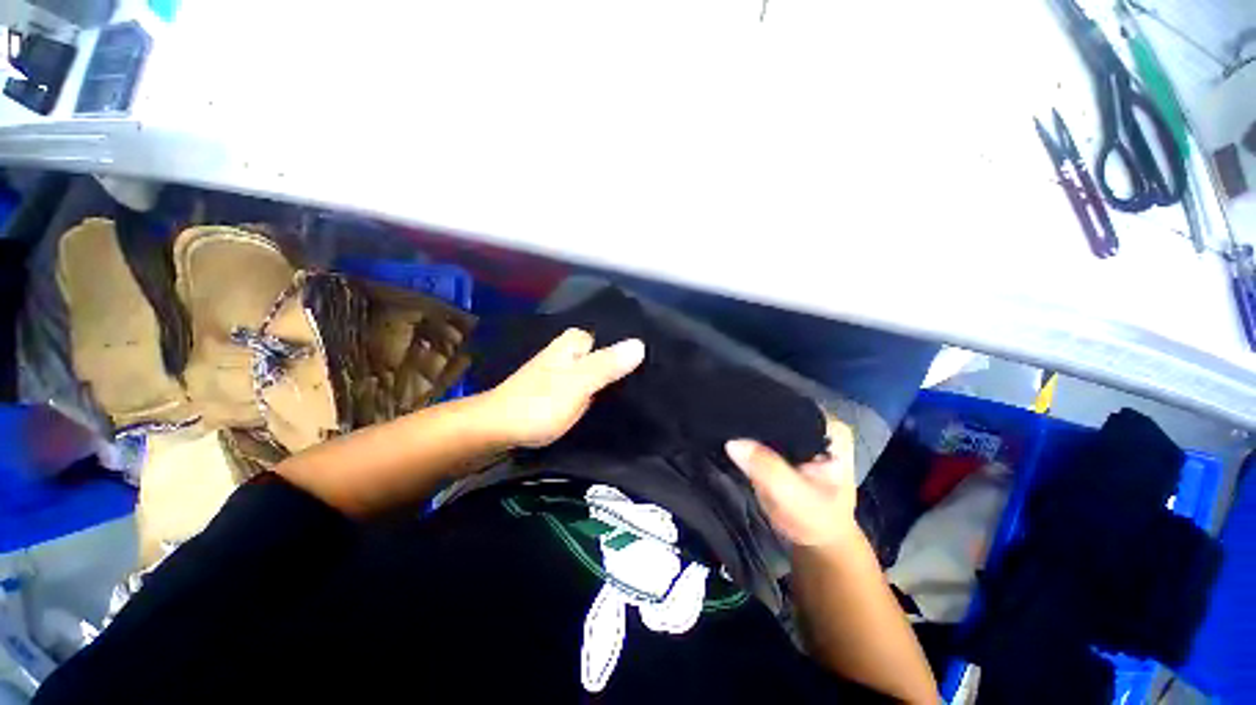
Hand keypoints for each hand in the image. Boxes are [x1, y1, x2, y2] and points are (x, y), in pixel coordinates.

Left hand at [482, 328, 644, 447]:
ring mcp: (563, 372)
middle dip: (623, 364)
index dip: (630, 348)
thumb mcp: (578, 383)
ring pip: (596, 369)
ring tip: (638, 389)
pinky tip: (611, 401)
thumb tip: (640, 343)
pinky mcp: (558, 390)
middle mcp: (568, 352)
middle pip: (604, 353)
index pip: (610, 336)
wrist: (497, 430)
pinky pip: (587, 384)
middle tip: (649, 379)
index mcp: (573, 343)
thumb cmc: (538, 403)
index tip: (653, 361)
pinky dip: (599, 390)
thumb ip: (607, 364)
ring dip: (612, 378)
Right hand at [725, 417, 858, 548]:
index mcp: (830, 428)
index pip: (790, 407)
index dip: (762, 411)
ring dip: (746, 426)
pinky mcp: (784, 441)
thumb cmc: (815, 519)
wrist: (816, 540)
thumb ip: (767, 468)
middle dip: (752, 418)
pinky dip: (746, 435)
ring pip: (766, 420)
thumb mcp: (794, 497)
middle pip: (776, 410)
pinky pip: (761, 431)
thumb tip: (733, 442)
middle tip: (723, 420)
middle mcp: (815, 422)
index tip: (735, 414)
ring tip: (722, 424)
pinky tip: (728, 434)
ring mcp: (799, 431)